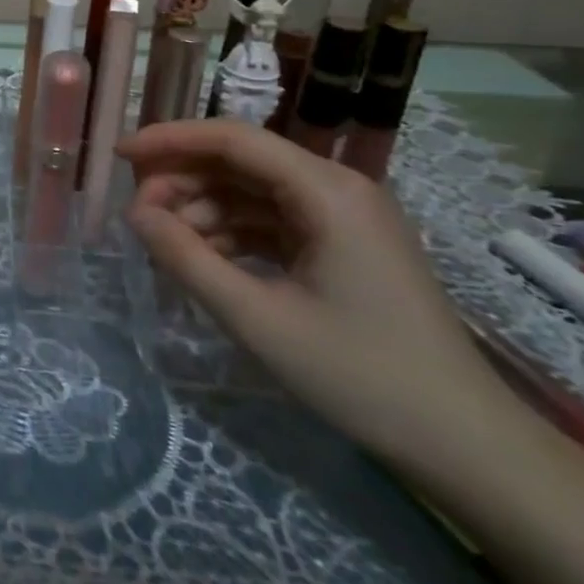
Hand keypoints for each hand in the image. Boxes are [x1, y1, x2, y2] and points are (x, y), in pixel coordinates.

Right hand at [117, 120, 516, 470]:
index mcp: (327, 191)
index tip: (118, 156)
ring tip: (164, 246)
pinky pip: (271, 222)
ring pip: (251, 192)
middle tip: (136, 216)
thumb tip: (134, 213)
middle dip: (182, 181)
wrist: (464, 444)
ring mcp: (343, 219)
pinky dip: (230, 234)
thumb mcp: (257, 318)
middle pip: (240, 162)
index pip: (233, 139)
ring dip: (202, 211)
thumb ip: (186, 258)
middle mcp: (337, 189)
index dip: (169, 139)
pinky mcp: (343, 248)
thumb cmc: (361, 375)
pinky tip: (203, 261)